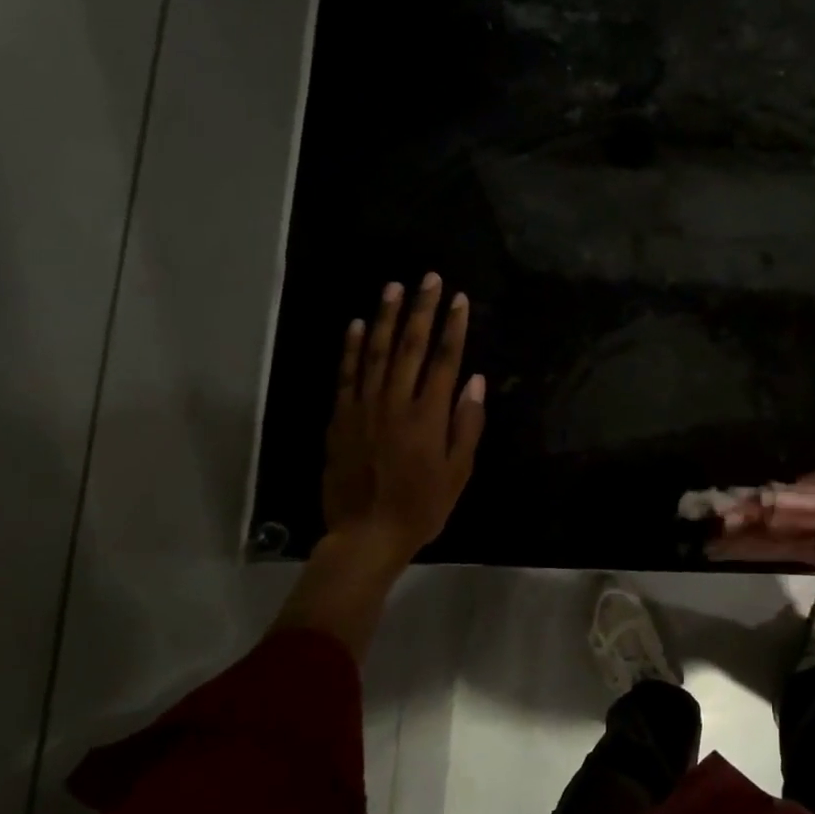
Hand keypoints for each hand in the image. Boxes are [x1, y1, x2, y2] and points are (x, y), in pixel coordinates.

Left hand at [324, 272, 485, 562]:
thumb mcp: (458, 471)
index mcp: (429, 416)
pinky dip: (350, 347)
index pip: (445, 360)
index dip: (454, 327)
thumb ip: (466, 424)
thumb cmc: (422, 506)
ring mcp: (363, 407)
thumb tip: (474, 380)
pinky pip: (345, 374)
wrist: (365, 534)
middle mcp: (395, 402)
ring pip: (374, 351)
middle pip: (410, 346)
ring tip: (394, 287)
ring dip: (385, 317)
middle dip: (422, 309)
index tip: (460, 299)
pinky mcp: (340, 418)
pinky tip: (355, 325)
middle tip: (429, 279)